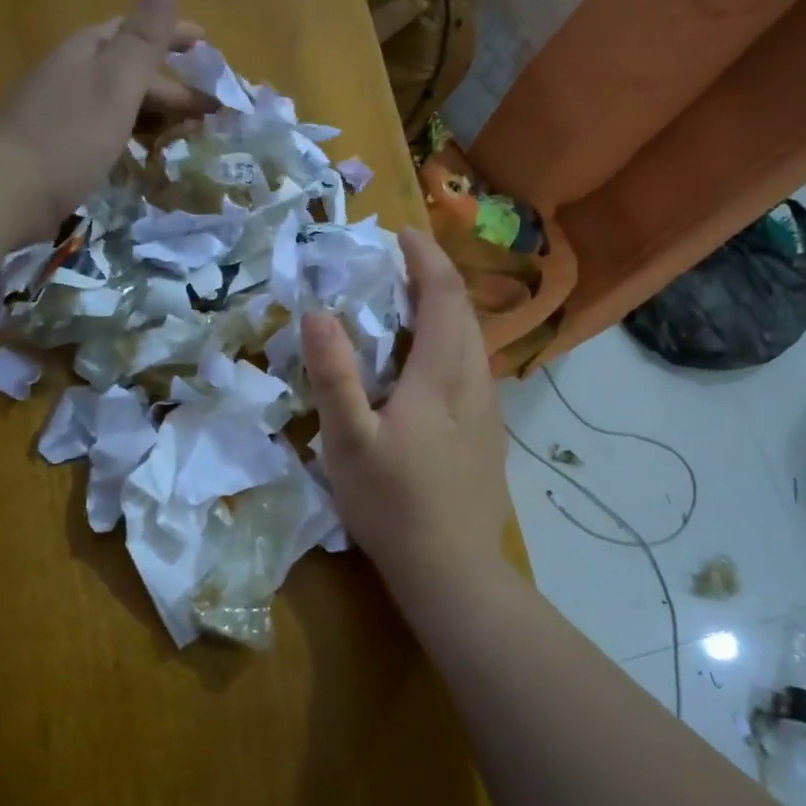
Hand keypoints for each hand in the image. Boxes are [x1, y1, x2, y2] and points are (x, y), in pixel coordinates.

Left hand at [0, 0, 207, 235]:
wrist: (4, 192)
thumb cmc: (68, 137)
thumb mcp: (115, 84)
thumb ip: (143, 39)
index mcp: (86, 52)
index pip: (134, 31)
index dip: (172, 34)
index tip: (207, 43)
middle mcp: (70, 74)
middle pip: (127, 69)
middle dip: (170, 83)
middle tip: (209, 108)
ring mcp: (58, 110)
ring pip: (116, 100)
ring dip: (152, 110)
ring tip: (182, 132)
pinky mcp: (54, 145)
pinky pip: (104, 128)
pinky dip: (130, 133)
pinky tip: (138, 152)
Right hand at [302, 229, 510, 606]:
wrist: (454, 570)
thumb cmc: (394, 503)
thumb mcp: (349, 440)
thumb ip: (334, 375)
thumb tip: (316, 312)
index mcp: (443, 374)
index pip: (444, 295)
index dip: (424, 259)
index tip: (400, 235)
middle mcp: (475, 381)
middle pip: (464, 312)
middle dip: (434, 279)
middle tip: (395, 267)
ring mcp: (488, 409)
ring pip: (472, 341)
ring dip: (443, 312)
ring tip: (407, 308)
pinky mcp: (489, 433)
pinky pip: (471, 368)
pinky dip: (449, 343)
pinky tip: (425, 367)